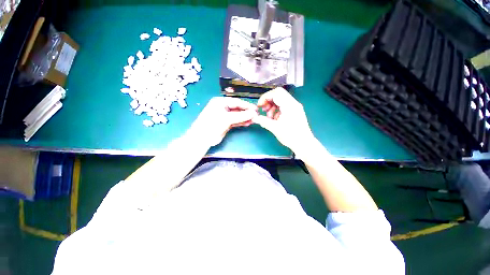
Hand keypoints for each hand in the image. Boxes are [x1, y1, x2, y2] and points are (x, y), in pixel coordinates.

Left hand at [189, 97, 257, 146]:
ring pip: (237, 115)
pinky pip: (236, 121)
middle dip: (247, 112)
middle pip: (238, 108)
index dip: (247, 105)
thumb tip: (253, 113)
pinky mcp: (226, 123)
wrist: (202, 138)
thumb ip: (241, 116)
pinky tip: (248, 123)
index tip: (256, 109)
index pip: (236, 102)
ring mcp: (225, 116)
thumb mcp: (227, 118)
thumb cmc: (212, 124)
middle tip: (256, 115)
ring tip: (254, 120)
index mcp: (220, 102)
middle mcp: (223, 107)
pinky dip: (242, 122)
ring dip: (245, 117)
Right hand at [253, 88, 314, 150]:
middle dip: (268, 101)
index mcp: (289, 105)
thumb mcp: (275, 128)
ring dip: (272, 106)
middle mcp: (293, 103)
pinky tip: (274, 119)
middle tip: (264, 111)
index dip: (265, 97)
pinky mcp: (295, 112)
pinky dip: (277, 110)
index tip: (260, 106)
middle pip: (278, 95)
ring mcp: (295, 107)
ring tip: (269, 117)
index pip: (276, 93)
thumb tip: (254, 118)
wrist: (304, 144)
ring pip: (281, 100)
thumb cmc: (291, 136)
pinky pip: (284, 106)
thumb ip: (263, 121)